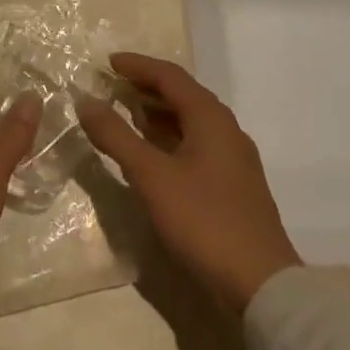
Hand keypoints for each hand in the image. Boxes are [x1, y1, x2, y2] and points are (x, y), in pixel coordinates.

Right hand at [77, 53, 300, 311]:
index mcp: (210, 116)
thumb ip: (116, 136)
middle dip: (147, 87)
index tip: (108, 62)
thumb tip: (85, 101)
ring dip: (158, 114)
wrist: (263, 287)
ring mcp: (233, 158)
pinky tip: (154, 156)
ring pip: (191, 121)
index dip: (137, 66)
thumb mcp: (152, 176)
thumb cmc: (204, 220)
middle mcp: (225, 128)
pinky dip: (171, 138)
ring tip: (128, 115)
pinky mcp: (234, 185)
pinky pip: (197, 144)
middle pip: (182, 95)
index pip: (169, 76)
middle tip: (114, 86)